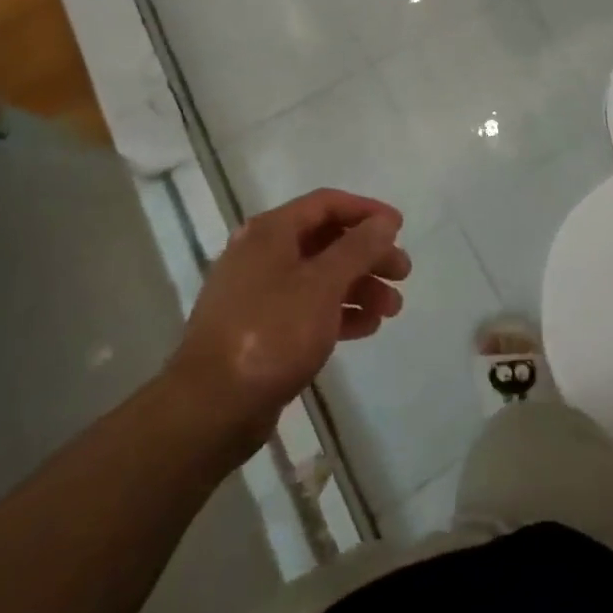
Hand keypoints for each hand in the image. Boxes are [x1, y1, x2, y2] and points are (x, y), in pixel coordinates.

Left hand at [174, 189, 408, 459]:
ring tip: (391, 309)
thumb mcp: (323, 284)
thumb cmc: (271, 332)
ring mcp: (258, 293)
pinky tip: (367, 327)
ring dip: (359, 286)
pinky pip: (308, 308)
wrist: (210, 408)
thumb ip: (358, 248)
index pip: (327, 203)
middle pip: (326, 241)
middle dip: (368, 255)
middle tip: (402, 274)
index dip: (367, 211)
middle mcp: (262, 254)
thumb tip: (385, 221)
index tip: (400, 228)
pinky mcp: (260, 329)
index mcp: (271, 232)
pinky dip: (338, 312)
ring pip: (320, 277)